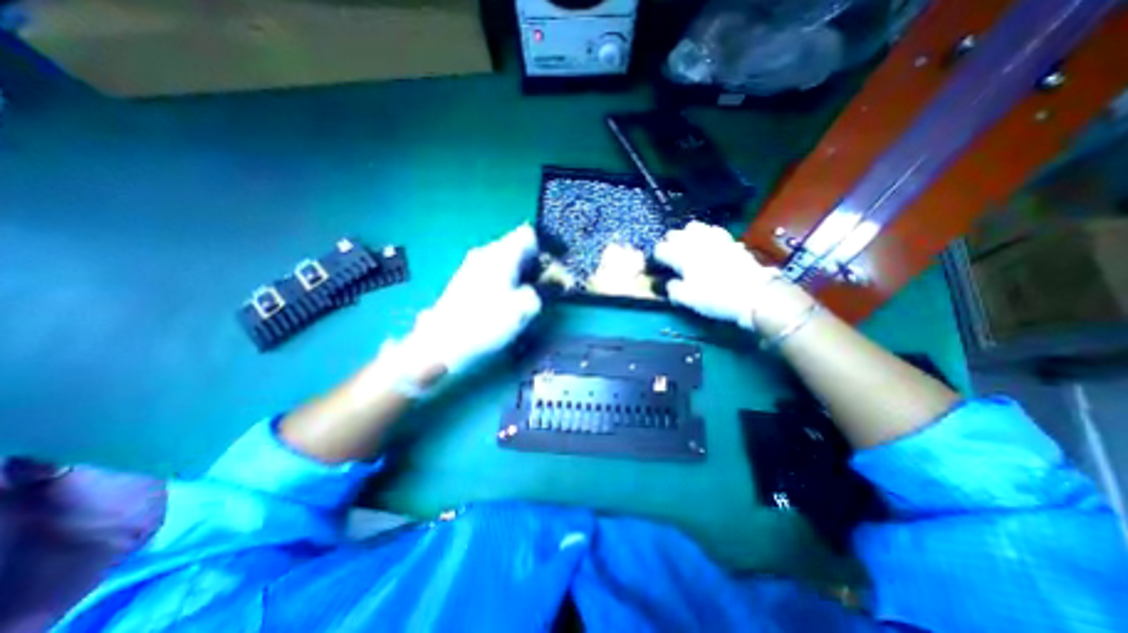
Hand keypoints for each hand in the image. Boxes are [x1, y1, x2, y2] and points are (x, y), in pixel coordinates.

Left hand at [404, 225, 544, 376]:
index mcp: (501, 254)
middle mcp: (486, 254)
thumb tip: (558, 279)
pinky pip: (495, 272)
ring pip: (507, 260)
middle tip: (550, 282)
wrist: (443, 344)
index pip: (529, 234)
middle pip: (518, 247)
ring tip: (533, 292)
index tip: (560, 262)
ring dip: (524, 272)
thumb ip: (545, 289)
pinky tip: (511, 299)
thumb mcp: (524, 307)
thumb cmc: (486, 322)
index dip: (548, 245)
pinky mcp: (466, 281)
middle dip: (538, 262)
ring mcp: (473, 266)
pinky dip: (510, 280)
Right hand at [658, 220, 815, 334]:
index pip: (660, 249)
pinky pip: (712, 229)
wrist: (753, 294)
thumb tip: (670, 283)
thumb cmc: (715, 297)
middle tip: (670, 256)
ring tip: (686, 246)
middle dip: (668, 243)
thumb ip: (673, 289)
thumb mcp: (687, 299)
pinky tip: (706, 242)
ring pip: (692, 227)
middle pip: (674, 234)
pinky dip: (704, 233)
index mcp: (682, 256)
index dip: (656, 257)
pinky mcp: (728, 240)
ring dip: (685, 235)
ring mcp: (713, 238)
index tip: (658, 266)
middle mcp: (695, 243)